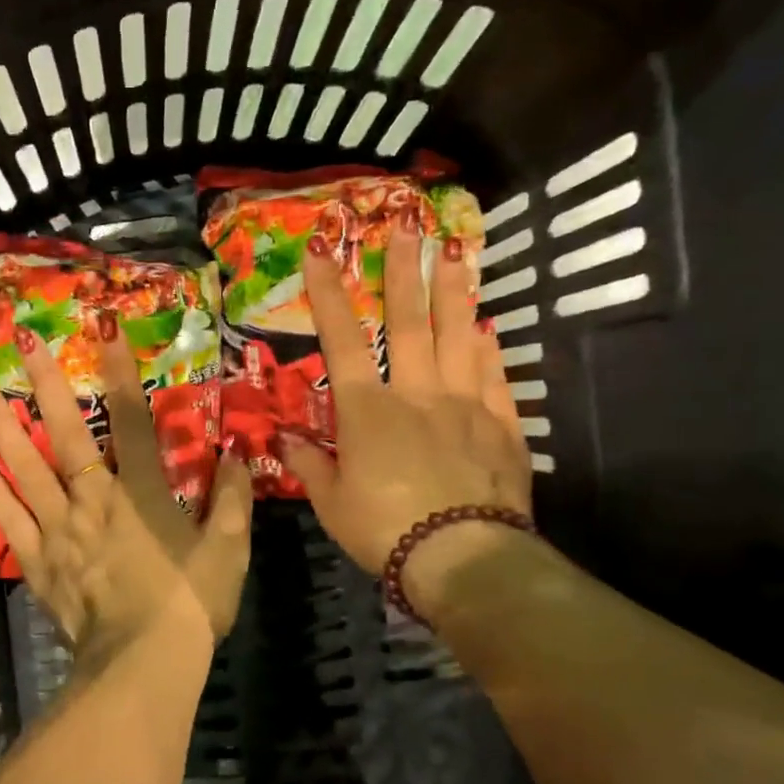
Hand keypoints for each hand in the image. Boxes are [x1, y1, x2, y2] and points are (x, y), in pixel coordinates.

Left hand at [0, 316, 253, 661]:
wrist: (143, 665)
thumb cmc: (190, 606)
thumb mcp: (228, 551)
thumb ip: (231, 499)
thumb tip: (236, 454)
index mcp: (141, 493)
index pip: (131, 418)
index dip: (119, 369)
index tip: (103, 325)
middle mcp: (94, 500)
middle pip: (66, 434)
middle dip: (45, 385)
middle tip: (19, 342)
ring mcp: (60, 530)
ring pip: (26, 470)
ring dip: (3, 429)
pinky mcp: (39, 562)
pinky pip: (9, 522)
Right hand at [276, 222, 530, 614]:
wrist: (463, 559)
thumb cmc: (383, 529)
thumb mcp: (331, 502)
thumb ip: (308, 463)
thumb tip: (282, 438)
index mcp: (368, 411)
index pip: (343, 341)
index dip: (328, 294)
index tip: (321, 250)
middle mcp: (417, 394)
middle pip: (409, 322)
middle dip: (404, 271)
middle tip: (407, 224)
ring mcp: (465, 406)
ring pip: (459, 336)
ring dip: (454, 290)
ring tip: (456, 250)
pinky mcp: (501, 426)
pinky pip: (495, 376)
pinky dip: (489, 347)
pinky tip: (487, 325)